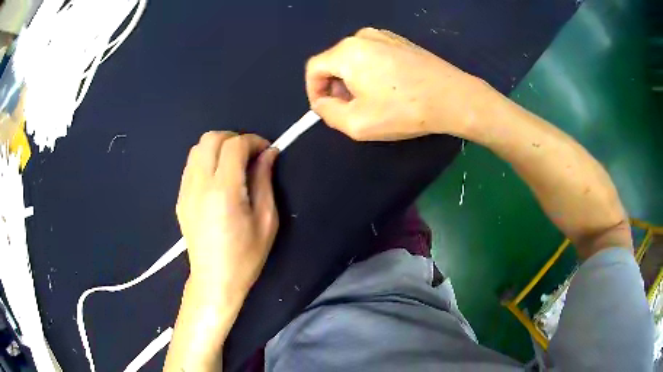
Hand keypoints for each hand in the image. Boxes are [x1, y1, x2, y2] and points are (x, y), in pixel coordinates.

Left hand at [176, 131, 278, 300]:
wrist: (214, 280)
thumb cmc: (245, 256)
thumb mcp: (266, 220)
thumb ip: (265, 181)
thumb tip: (268, 153)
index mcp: (224, 191)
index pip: (234, 146)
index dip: (253, 141)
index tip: (265, 150)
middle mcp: (199, 185)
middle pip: (211, 138)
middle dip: (233, 138)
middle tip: (249, 155)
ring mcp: (185, 191)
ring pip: (197, 148)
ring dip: (217, 147)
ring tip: (233, 164)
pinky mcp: (180, 198)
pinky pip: (190, 165)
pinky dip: (206, 160)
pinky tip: (217, 178)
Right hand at [306, 27, 492, 140]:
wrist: (454, 98)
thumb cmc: (404, 110)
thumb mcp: (357, 123)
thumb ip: (328, 113)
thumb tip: (322, 102)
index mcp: (347, 52)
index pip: (314, 68)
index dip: (314, 91)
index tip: (325, 109)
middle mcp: (362, 36)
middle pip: (334, 62)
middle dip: (335, 87)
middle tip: (350, 109)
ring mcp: (384, 35)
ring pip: (354, 59)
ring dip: (353, 80)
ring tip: (371, 101)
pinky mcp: (400, 41)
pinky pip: (373, 55)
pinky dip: (370, 71)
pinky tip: (388, 89)